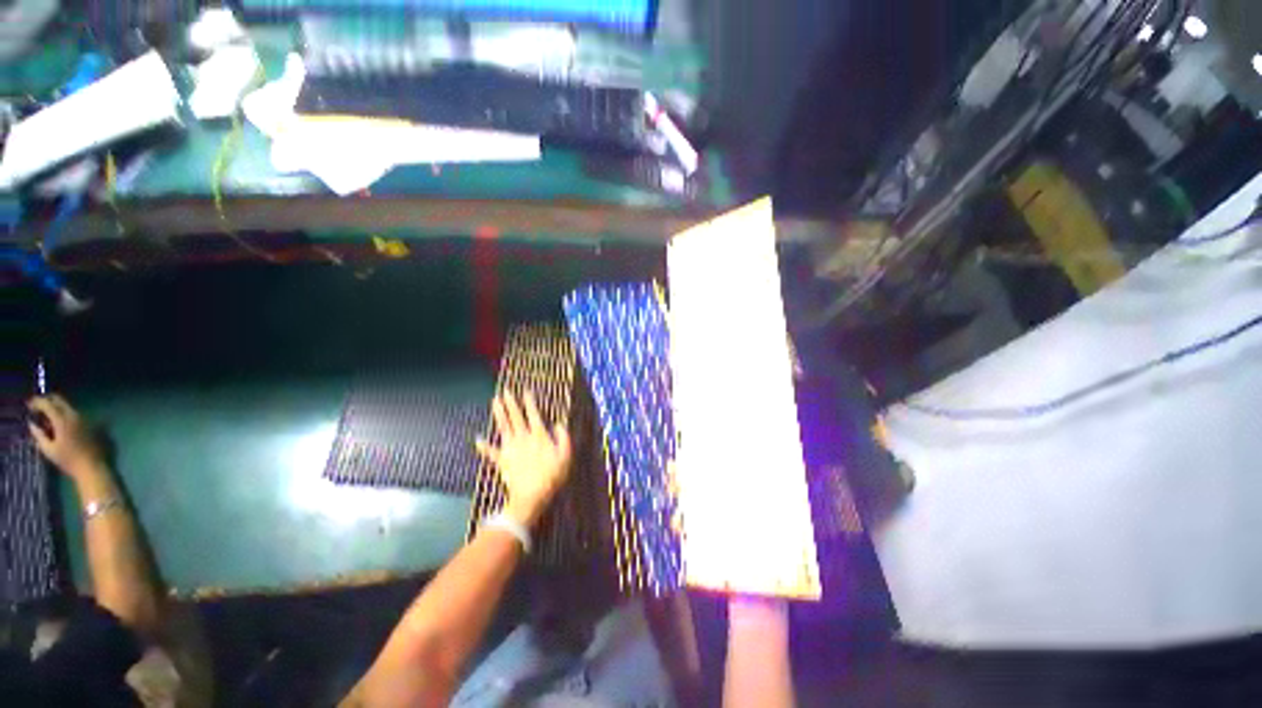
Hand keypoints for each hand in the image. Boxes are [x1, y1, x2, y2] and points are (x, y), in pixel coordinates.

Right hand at [27, 394, 106, 478]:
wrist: (92, 467)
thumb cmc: (68, 461)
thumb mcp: (48, 449)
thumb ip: (39, 435)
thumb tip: (31, 424)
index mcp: (63, 420)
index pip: (48, 404)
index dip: (37, 402)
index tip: (29, 406)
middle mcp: (75, 415)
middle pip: (59, 401)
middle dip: (47, 401)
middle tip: (37, 408)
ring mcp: (84, 418)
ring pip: (67, 407)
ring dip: (56, 409)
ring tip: (47, 419)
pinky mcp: (91, 423)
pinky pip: (75, 414)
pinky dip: (65, 415)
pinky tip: (59, 424)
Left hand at [476, 391, 571, 527]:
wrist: (531, 496)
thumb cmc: (552, 476)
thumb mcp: (566, 456)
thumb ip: (564, 438)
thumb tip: (559, 424)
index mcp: (539, 436)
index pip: (534, 414)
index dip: (530, 402)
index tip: (525, 391)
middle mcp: (523, 438)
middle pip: (515, 417)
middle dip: (510, 403)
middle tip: (505, 391)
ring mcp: (511, 449)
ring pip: (503, 427)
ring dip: (498, 414)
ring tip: (494, 402)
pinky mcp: (502, 461)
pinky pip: (491, 452)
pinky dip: (484, 446)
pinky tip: (477, 440)